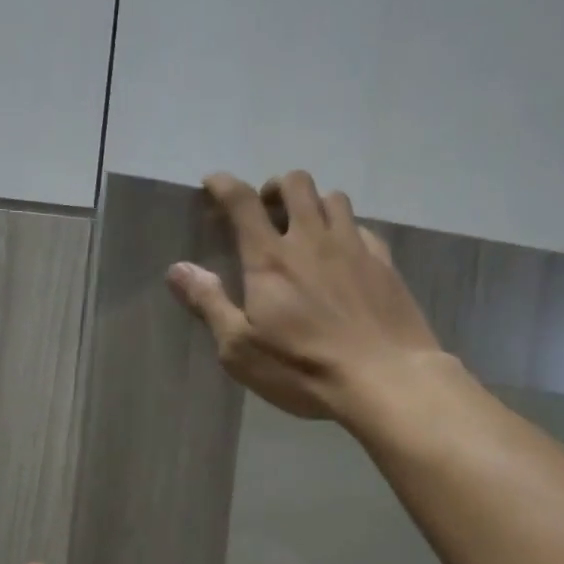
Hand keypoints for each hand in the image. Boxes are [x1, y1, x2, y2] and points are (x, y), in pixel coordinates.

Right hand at [166, 170, 443, 421]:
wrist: (385, 379)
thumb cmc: (303, 368)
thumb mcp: (240, 348)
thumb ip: (209, 303)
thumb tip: (178, 269)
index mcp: (270, 258)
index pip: (242, 201)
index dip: (223, 184)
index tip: (213, 183)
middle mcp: (312, 239)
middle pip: (295, 183)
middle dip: (275, 188)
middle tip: (267, 212)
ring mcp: (353, 247)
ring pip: (334, 197)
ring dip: (314, 203)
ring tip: (307, 228)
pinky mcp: (384, 263)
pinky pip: (364, 226)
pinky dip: (347, 229)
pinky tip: (345, 254)